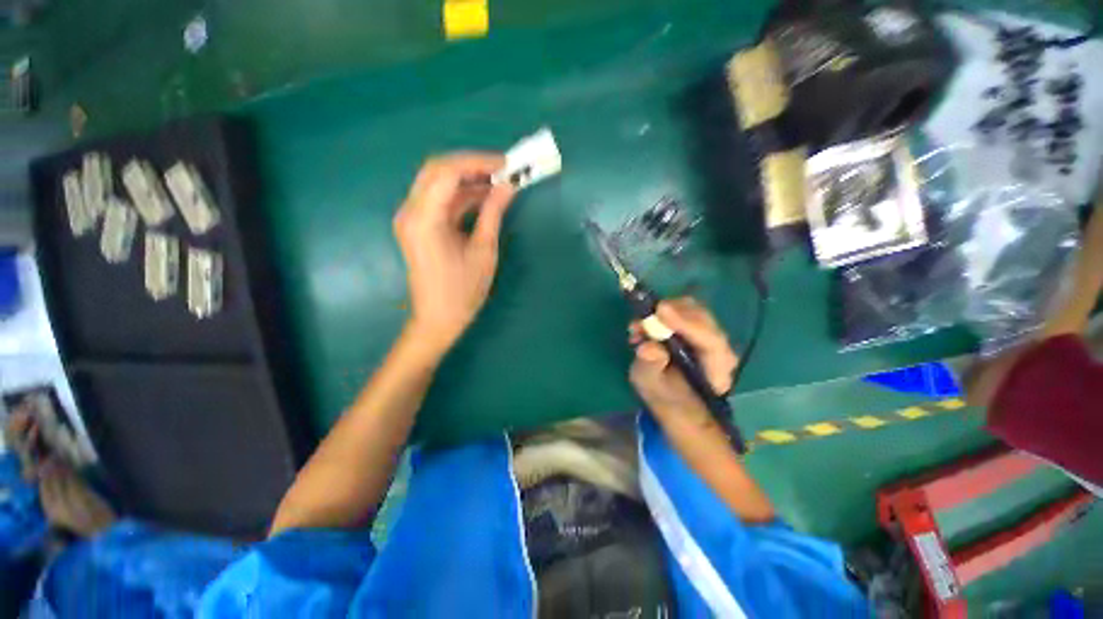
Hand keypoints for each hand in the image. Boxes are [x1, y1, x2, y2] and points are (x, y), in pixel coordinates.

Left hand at [393, 153, 516, 352]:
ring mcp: (412, 217)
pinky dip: (462, 195)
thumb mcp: (484, 251)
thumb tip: (508, 186)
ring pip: (438, 183)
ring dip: (468, 180)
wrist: (438, 319)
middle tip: (503, 170)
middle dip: (472, 165)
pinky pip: (440, 200)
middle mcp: (411, 212)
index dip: (478, 162)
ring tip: (499, 182)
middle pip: (438, 170)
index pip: (447, 172)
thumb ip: (493, 213)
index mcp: (424, 219)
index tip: (506, 164)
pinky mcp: (419, 225)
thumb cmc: (463, 291)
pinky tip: (484, 197)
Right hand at [629, 298, 738, 423]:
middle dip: (672, 313)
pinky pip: (685, 311)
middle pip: (703, 320)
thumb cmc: (663, 395)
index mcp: (716, 372)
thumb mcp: (650, 385)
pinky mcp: (698, 328)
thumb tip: (648, 346)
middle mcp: (720, 351)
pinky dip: (663, 312)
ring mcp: (710, 337)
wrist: (673, 400)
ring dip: (664, 311)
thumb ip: (650, 366)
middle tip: (642, 318)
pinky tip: (645, 324)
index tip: (660, 311)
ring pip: (694, 311)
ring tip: (639, 325)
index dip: (686, 323)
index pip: (711, 342)